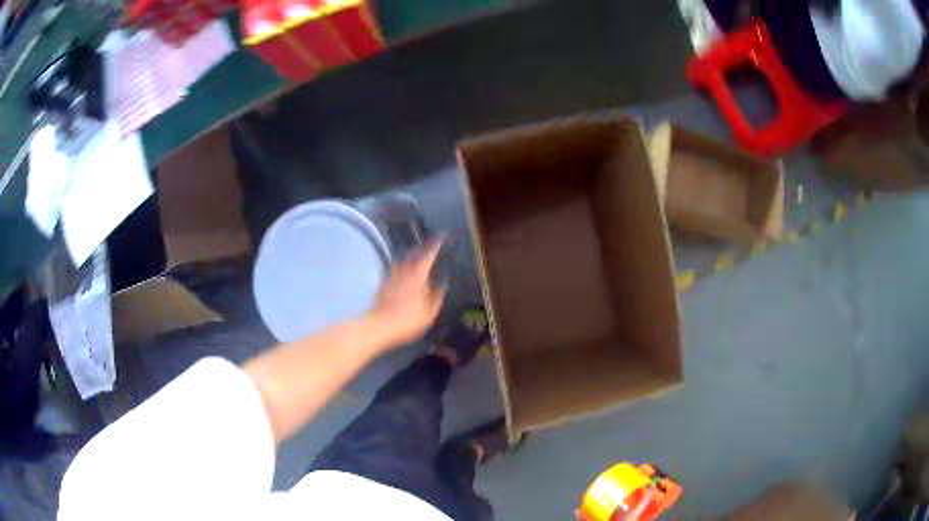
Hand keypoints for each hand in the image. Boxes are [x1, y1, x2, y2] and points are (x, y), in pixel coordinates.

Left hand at [367, 241, 444, 347]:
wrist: (380, 325)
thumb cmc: (408, 319)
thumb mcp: (429, 312)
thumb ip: (436, 296)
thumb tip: (441, 285)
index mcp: (417, 275)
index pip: (428, 256)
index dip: (434, 246)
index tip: (440, 237)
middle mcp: (403, 271)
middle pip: (412, 255)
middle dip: (421, 250)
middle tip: (427, 248)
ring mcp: (391, 277)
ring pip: (401, 262)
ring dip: (409, 258)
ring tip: (414, 259)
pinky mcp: (382, 285)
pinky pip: (393, 272)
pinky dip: (400, 270)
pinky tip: (402, 276)